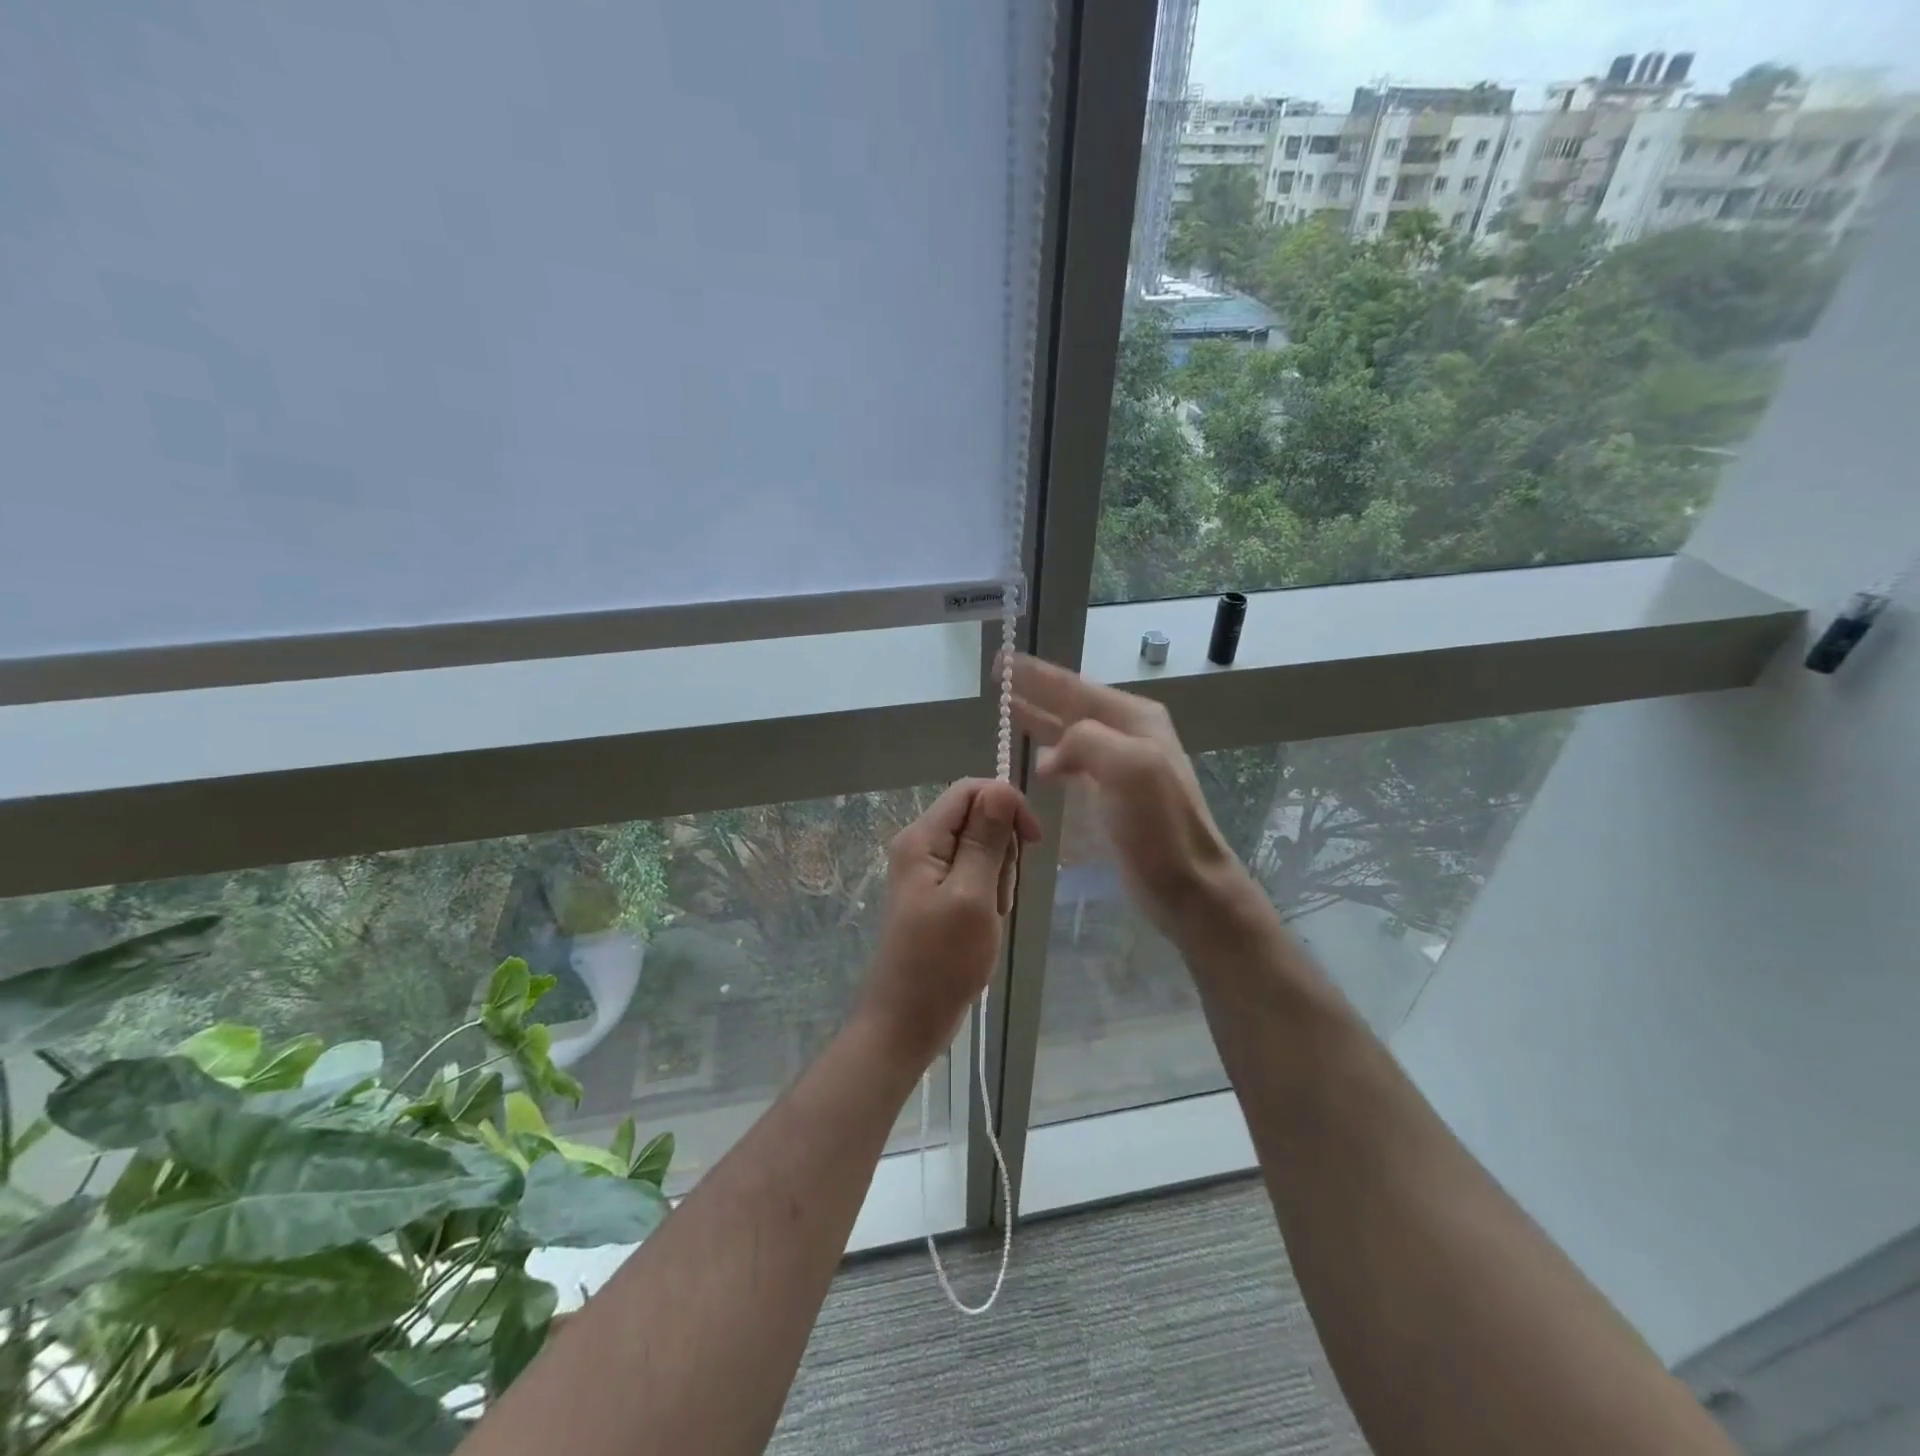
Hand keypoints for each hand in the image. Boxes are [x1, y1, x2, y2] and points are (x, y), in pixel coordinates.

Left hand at [859, 779, 1042, 1066]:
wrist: (906, 1022)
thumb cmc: (941, 962)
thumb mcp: (972, 896)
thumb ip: (985, 840)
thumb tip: (999, 787)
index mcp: (922, 838)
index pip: (971, 790)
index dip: (1007, 804)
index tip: (1033, 840)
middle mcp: (920, 846)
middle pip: (977, 818)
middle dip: (1002, 850)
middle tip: (997, 896)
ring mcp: (927, 872)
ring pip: (981, 849)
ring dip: (997, 878)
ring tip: (989, 917)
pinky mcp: (936, 895)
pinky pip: (973, 876)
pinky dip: (988, 895)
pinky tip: (984, 924)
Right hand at [1009, 654, 1245, 934]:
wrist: (1186, 884)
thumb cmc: (1159, 825)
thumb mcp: (1128, 767)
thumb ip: (1086, 740)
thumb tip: (1049, 755)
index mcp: (1133, 719)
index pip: (1075, 687)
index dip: (1036, 674)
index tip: (1002, 660)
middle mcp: (1127, 735)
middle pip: (1071, 705)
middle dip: (1034, 691)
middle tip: (997, 679)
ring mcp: (1120, 767)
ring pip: (1070, 733)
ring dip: (1039, 721)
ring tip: (1005, 709)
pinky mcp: (1111, 796)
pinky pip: (1073, 764)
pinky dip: (1050, 756)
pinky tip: (1035, 761)